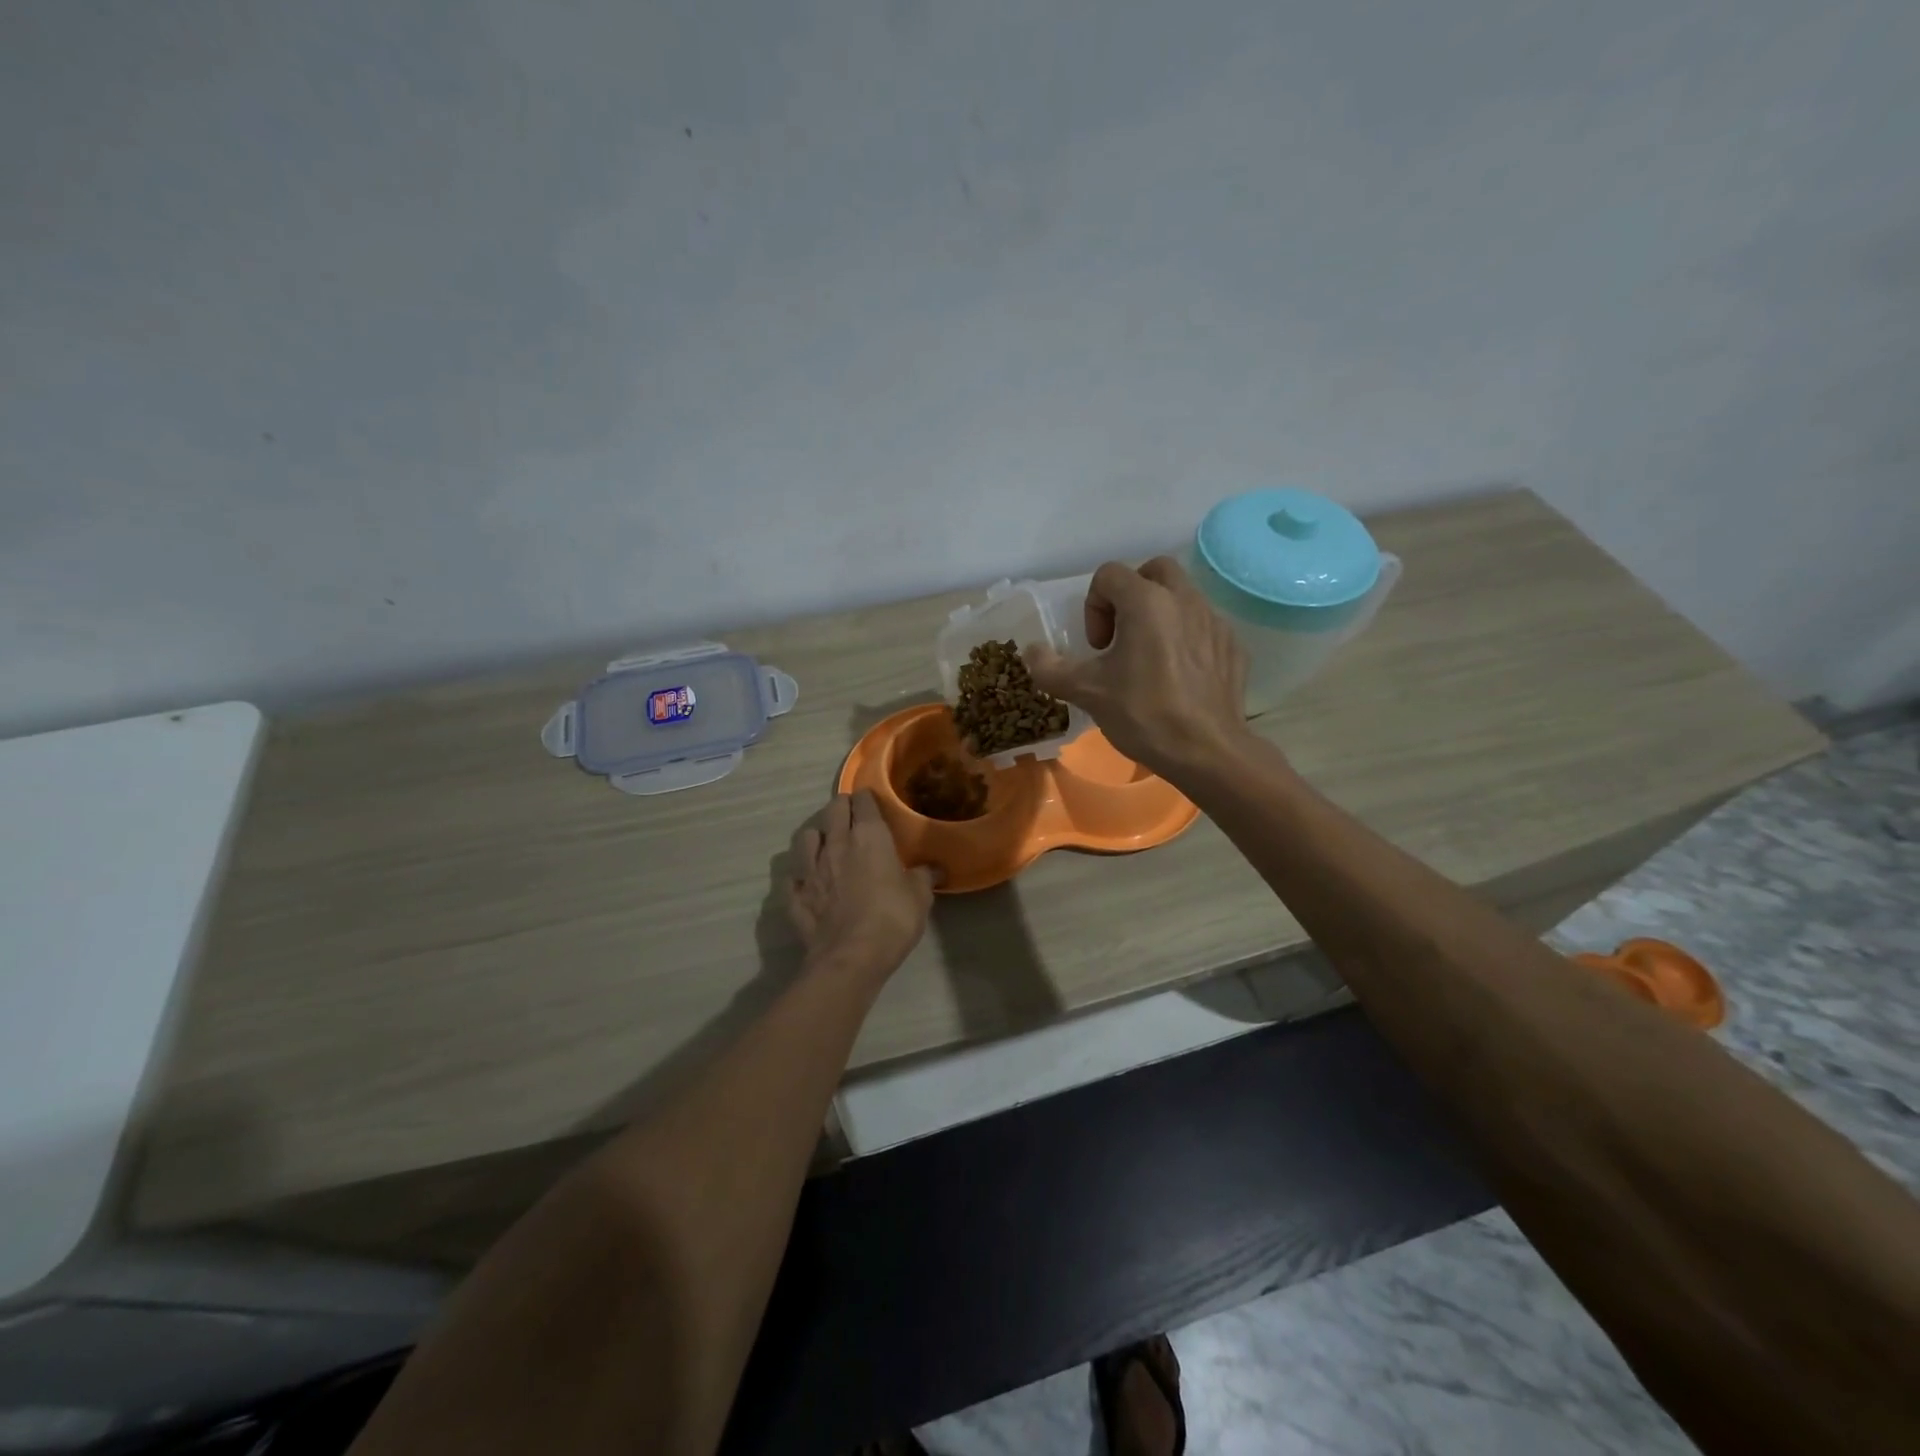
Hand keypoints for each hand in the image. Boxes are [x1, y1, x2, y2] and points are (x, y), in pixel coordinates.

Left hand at [787, 791, 936, 978]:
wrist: (851, 957)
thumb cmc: (892, 918)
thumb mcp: (920, 896)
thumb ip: (924, 876)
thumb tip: (934, 868)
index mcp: (868, 836)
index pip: (863, 801)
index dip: (868, 799)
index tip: (875, 805)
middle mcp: (835, 844)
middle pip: (833, 810)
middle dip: (842, 809)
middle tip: (854, 819)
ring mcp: (810, 869)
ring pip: (806, 838)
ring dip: (816, 838)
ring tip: (826, 846)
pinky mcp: (796, 897)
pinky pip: (793, 879)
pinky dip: (800, 879)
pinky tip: (807, 885)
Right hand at [1026, 556, 1250, 778]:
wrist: (1207, 751)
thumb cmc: (1143, 714)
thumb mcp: (1087, 692)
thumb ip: (1051, 668)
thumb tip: (1030, 652)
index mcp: (1146, 602)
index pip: (1109, 575)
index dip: (1093, 606)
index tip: (1098, 646)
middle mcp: (1184, 599)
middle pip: (1153, 571)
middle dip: (1131, 594)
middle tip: (1122, 636)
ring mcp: (1215, 621)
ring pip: (1182, 597)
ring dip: (1160, 615)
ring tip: (1149, 659)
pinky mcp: (1233, 645)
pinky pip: (1204, 626)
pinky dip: (1186, 638)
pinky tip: (1178, 677)